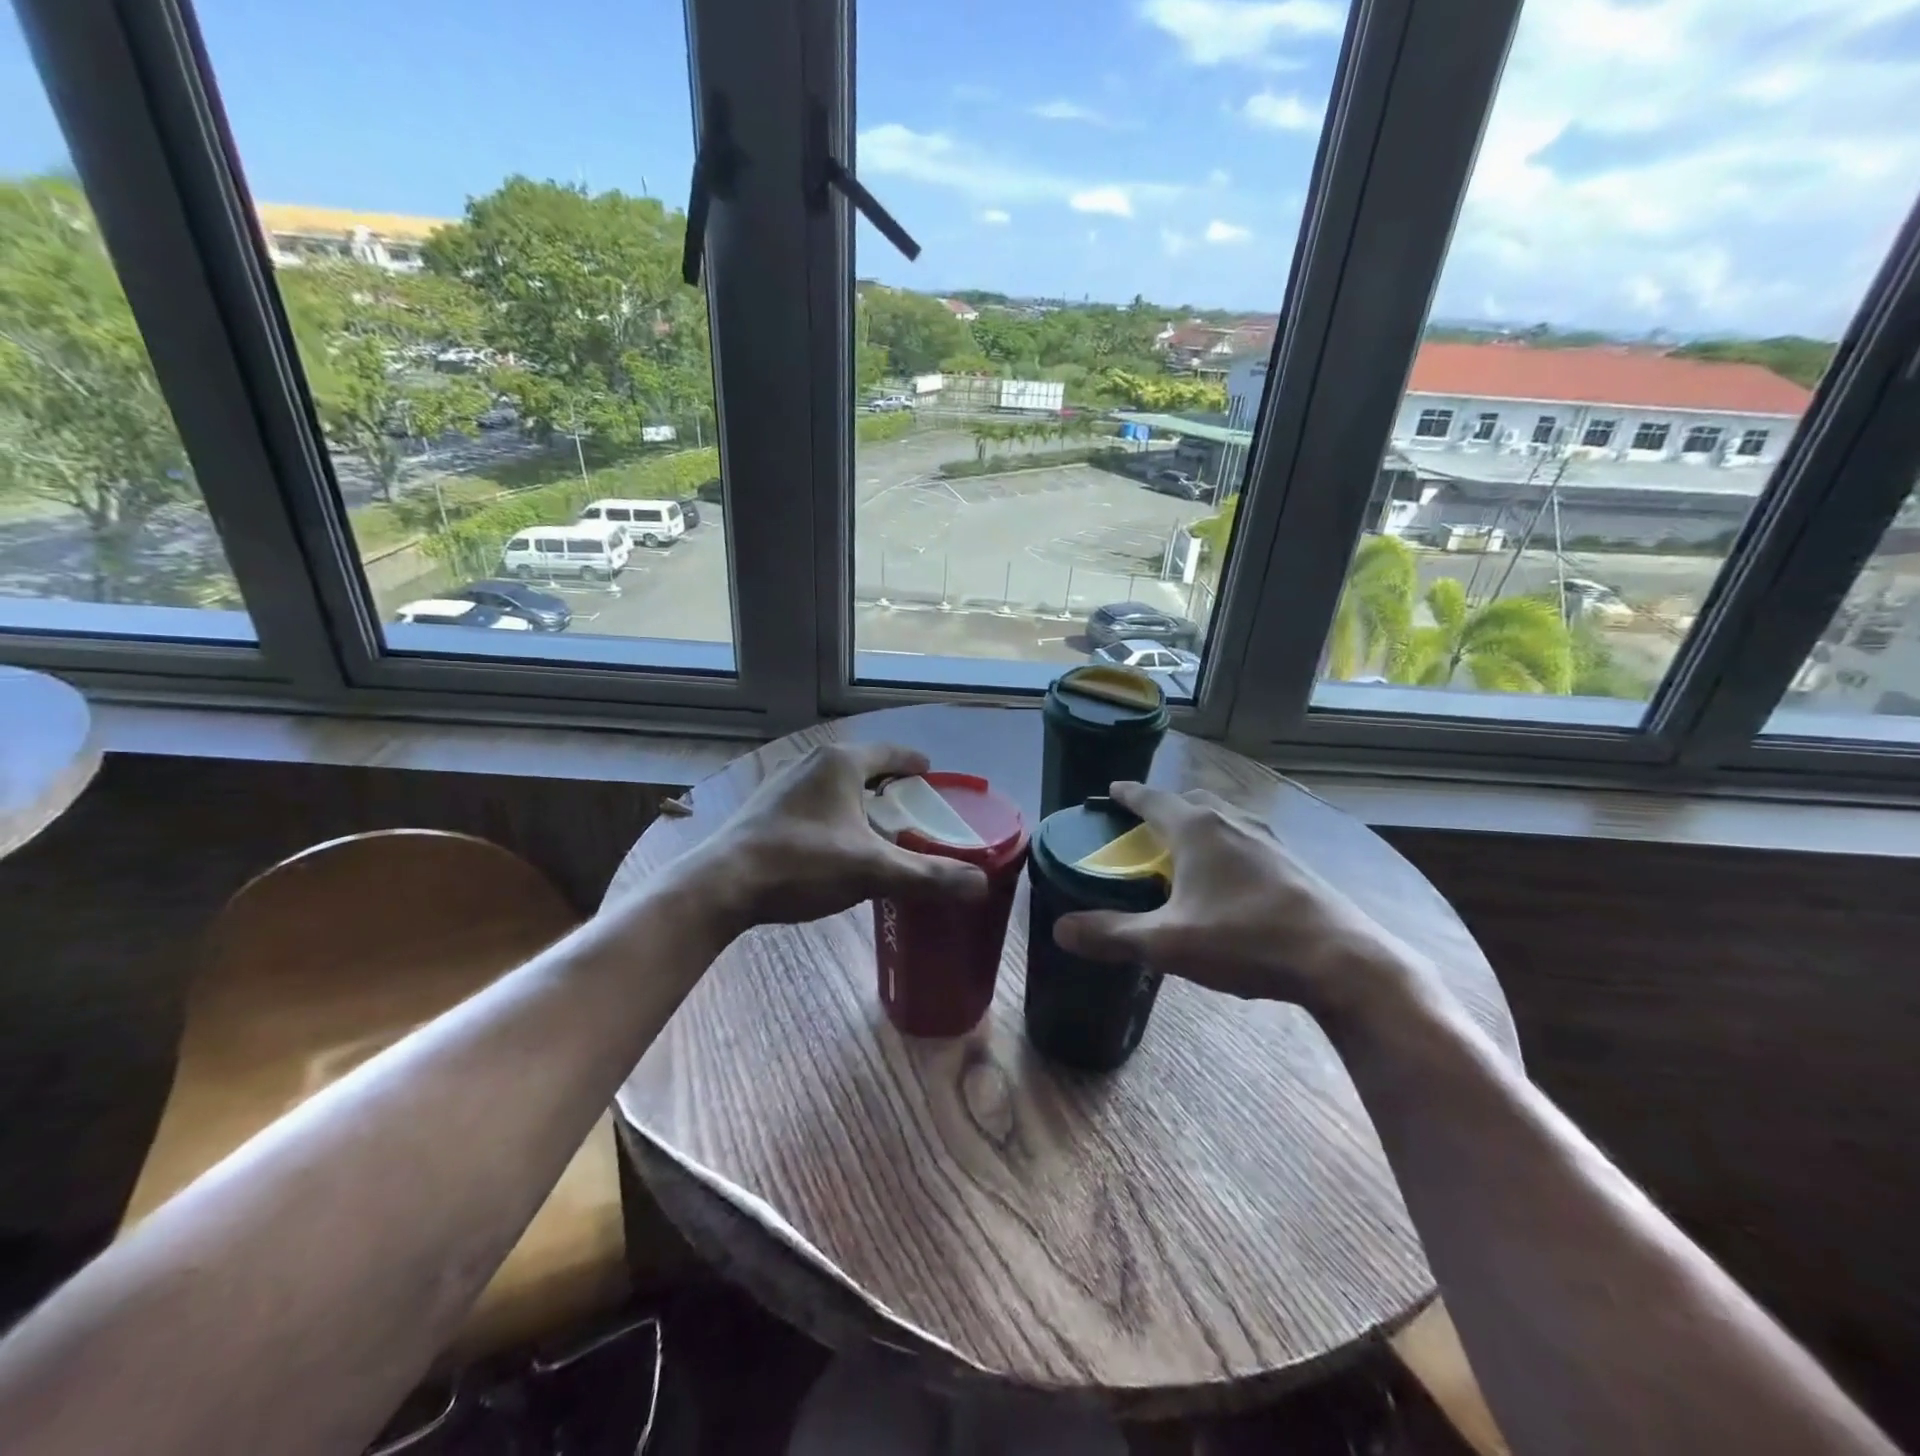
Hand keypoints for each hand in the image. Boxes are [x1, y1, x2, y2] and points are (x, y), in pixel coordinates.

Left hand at [669, 742, 987, 937]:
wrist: (720, 885)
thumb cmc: (800, 864)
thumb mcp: (871, 871)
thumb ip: (927, 876)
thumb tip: (980, 885)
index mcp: (840, 763)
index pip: (892, 753)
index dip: (916, 765)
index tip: (934, 779)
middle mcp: (811, 763)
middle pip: (864, 767)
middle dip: (890, 785)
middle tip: (914, 810)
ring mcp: (783, 783)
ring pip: (836, 785)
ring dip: (860, 801)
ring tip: (879, 828)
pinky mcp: (765, 808)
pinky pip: (814, 801)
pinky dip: (835, 813)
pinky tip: (836, 843)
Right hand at [1052, 781, 1433, 1023]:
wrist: (1341, 961)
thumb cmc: (1246, 940)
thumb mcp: (1168, 944)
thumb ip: (1112, 935)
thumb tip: (1060, 930)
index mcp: (1197, 829)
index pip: (1152, 799)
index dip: (1128, 794)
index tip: (1112, 789)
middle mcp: (1232, 822)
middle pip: (1191, 801)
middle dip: (1165, 808)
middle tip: (1147, 829)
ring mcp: (1269, 840)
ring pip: (1224, 818)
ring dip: (1200, 826)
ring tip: (1186, 853)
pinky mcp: (1293, 863)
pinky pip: (1247, 840)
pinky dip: (1228, 846)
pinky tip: (1231, 880)